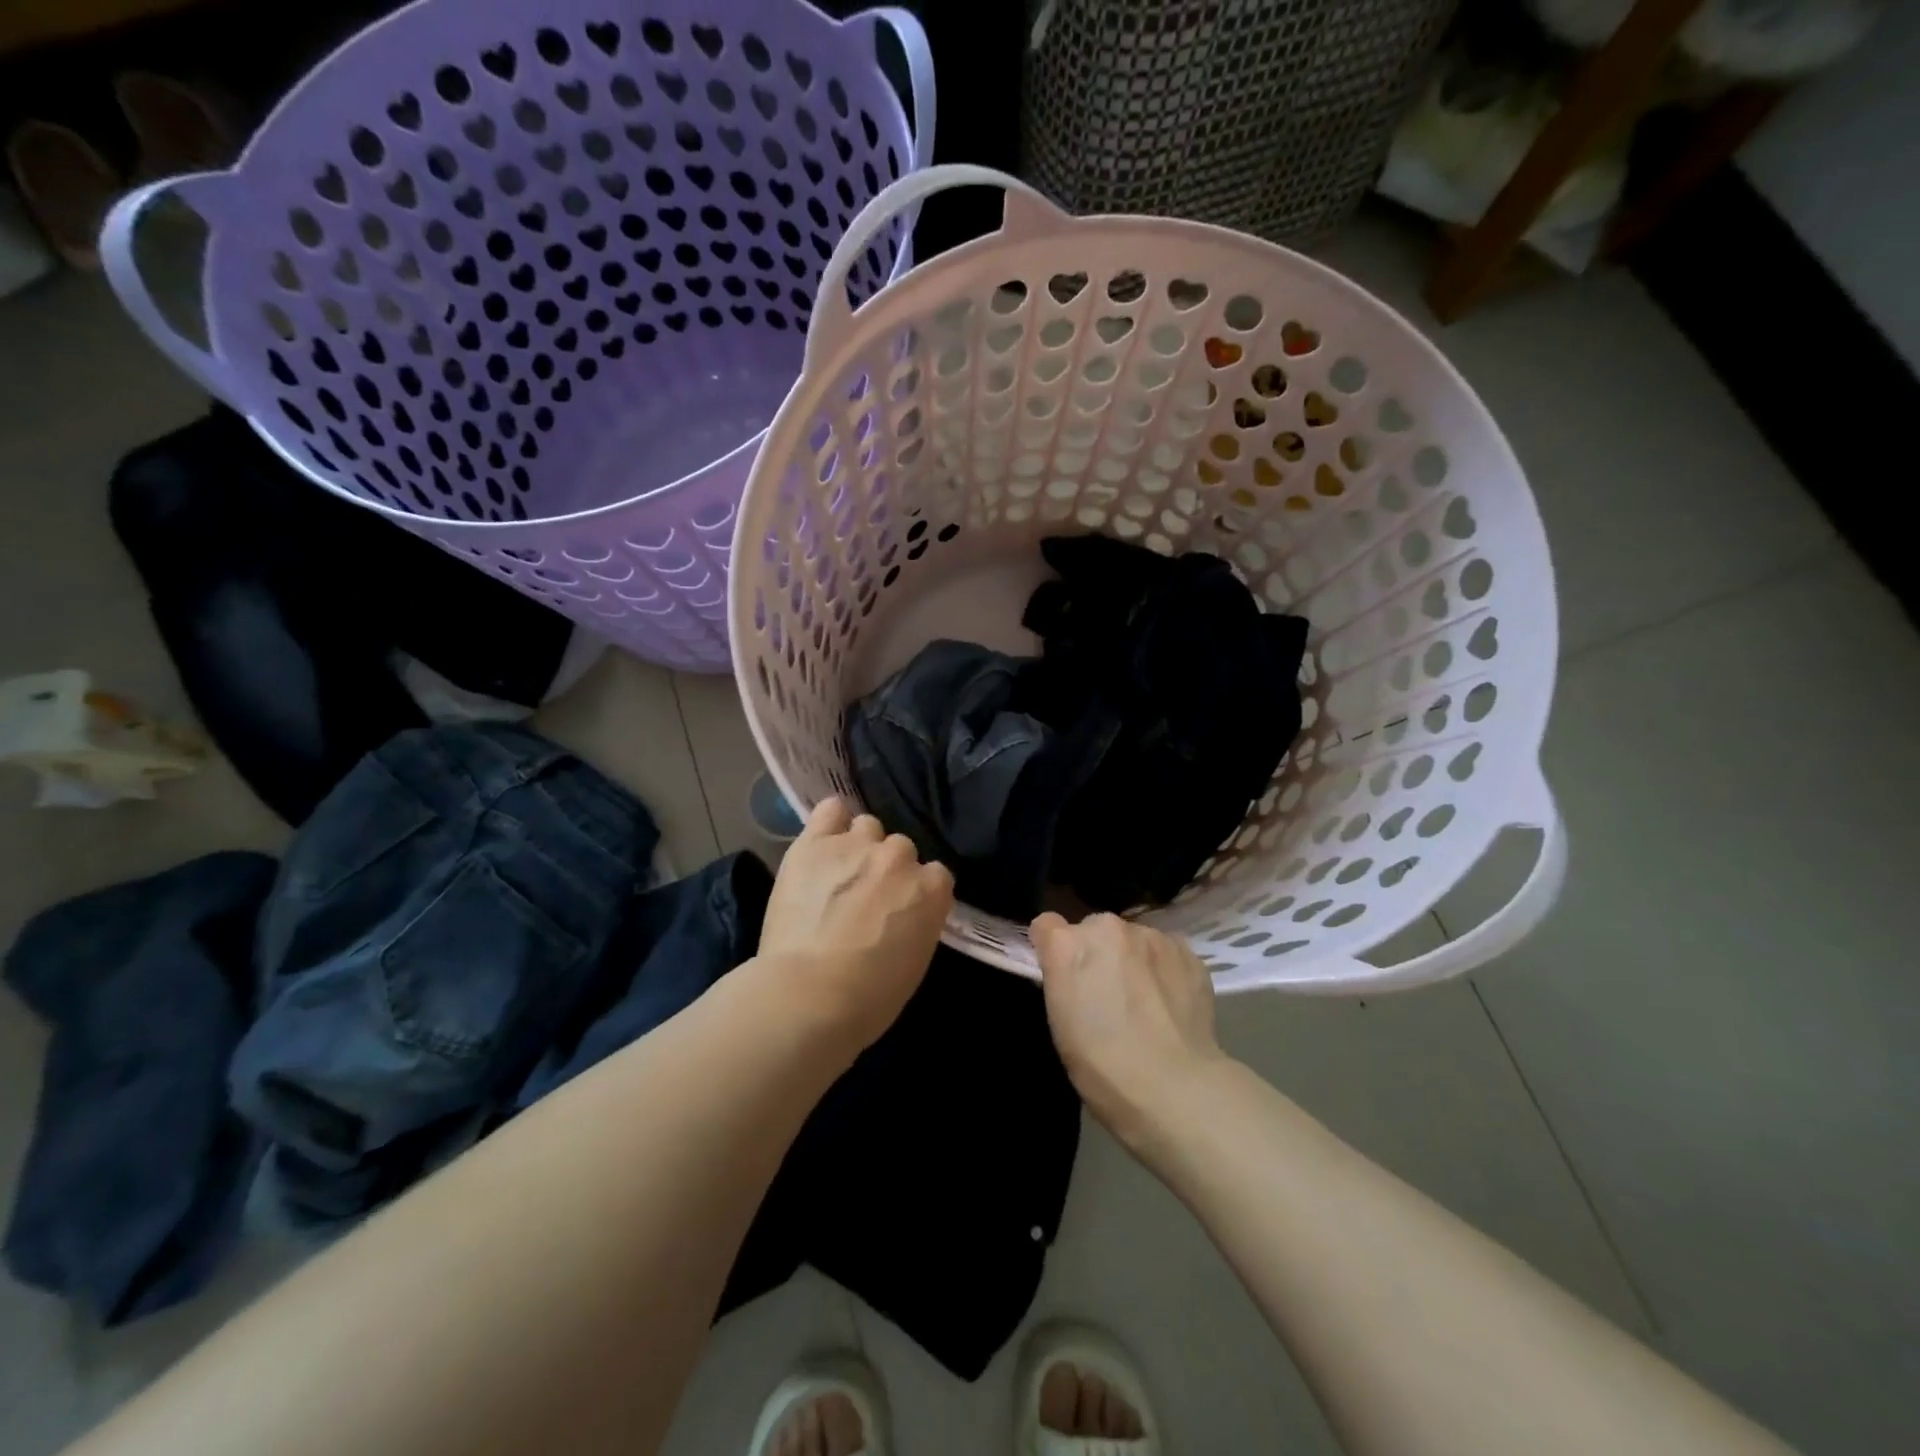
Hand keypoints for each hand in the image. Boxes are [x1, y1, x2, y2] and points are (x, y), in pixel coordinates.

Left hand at [759, 798, 953, 1050]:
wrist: (808, 997)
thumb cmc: (868, 999)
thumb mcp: (915, 962)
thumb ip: (918, 923)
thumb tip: (906, 913)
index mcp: (932, 890)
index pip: (936, 875)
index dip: (916, 893)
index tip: (901, 912)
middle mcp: (900, 857)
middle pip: (901, 849)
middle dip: (887, 870)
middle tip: (866, 898)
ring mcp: (857, 845)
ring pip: (867, 826)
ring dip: (859, 846)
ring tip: (839, 873)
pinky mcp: (815, 843)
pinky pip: (830, 810)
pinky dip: (830, 822)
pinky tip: (823, 840)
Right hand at [1030, 912, 1226, 1147]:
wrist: (1173, 1088)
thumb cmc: (1101, 1066)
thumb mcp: (1060, 1022)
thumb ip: (1062, 978)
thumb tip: (1074, 969)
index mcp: (1067, 945)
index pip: (1046, 926)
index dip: (1053, 949)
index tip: (1063, 974)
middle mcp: (1108, 928)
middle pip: (1094, 929)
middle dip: (1098, 952)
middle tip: (1108, 992)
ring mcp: (1151, 937)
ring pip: (1134, 938)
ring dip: (1133, 958)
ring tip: (1146, 1000)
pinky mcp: (1187, 952)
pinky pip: (1167, 951)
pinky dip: (1165, 969)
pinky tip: (1171, 1002)